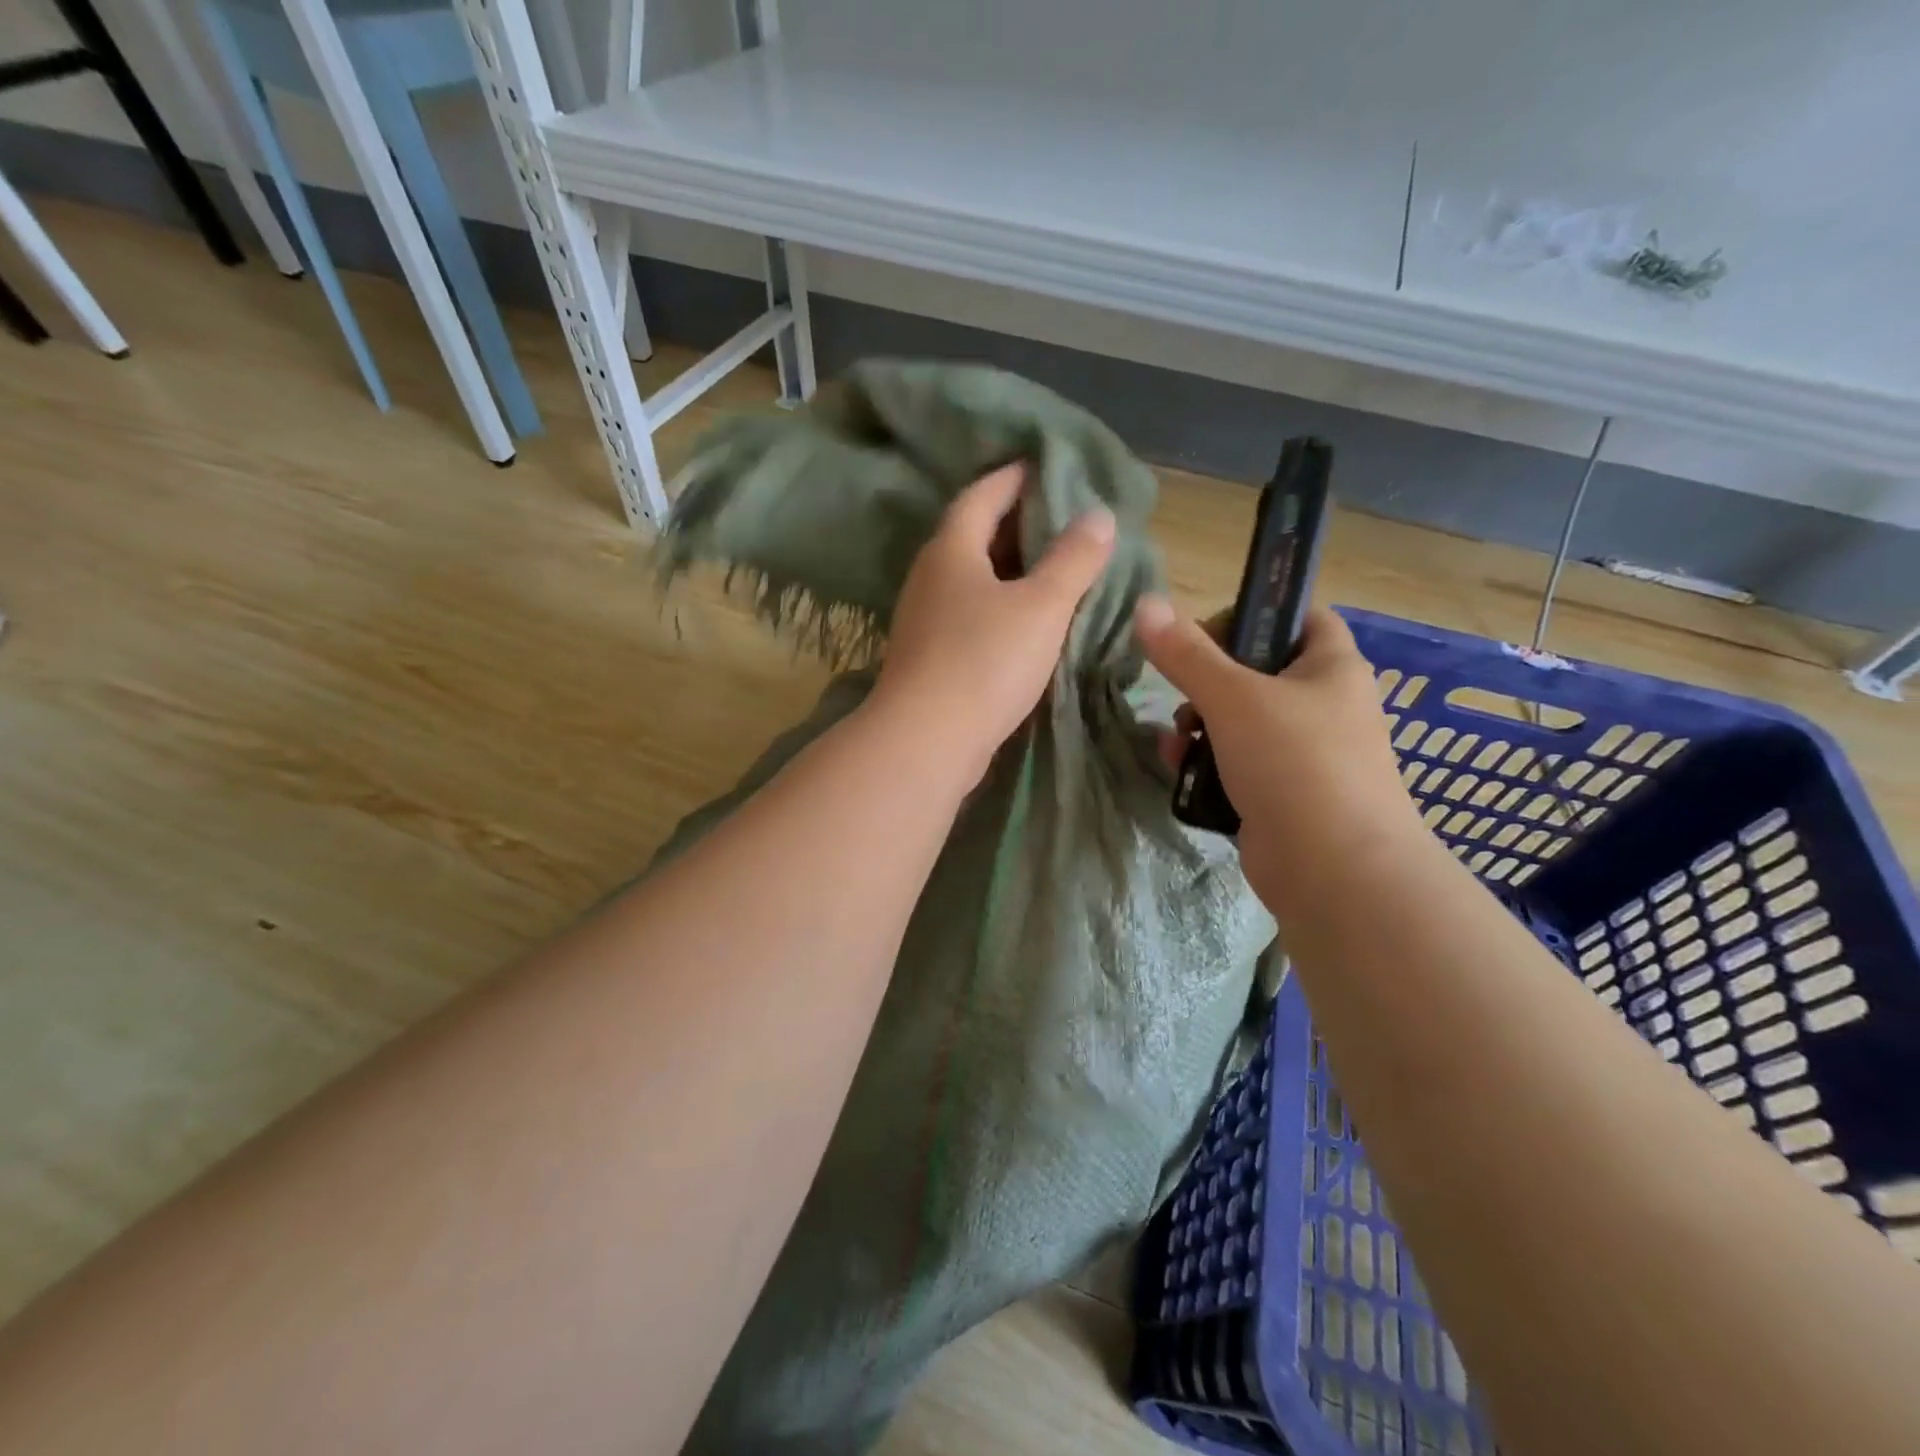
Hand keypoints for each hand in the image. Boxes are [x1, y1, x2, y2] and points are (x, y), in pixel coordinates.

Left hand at [871, 464, 1115, 779]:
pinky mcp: (930, 657)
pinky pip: (970, 615)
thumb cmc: (985, 661)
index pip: (982, 495)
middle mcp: (930, 577)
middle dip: (1016, 522)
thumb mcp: (1042, 605)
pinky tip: (1027, 621)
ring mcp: (925, 620)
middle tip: (1062, 517)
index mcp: (951, 550)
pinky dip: (1000, 606)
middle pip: (973, 535)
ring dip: (1009, 569)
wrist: (927, 741)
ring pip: (972, 579)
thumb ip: (1073, 559)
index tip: (1045, 467)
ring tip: (1053, 566)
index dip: (1014, 478)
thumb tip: (1098, 515)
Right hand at [1133, 597, 1425, 903]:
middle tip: (1184, 697)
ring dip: (1199, 727)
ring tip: (1176, 744)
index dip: (1252, 615)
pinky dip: (1209, 764)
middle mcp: (1325, 704)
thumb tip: (1146, 604)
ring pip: (1242, 721)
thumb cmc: (1294, 764)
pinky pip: (1240, 764)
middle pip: (1258, 671)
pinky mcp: (1285, 794)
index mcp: (1331, 667)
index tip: (1205, 636)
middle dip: (1208, 682)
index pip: (1298, 616)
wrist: (1335, 871)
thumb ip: (1186, 653)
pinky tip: (1181, 773)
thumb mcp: (1233, 698)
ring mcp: (1306, 754)